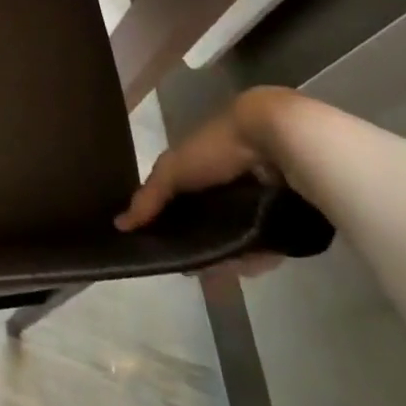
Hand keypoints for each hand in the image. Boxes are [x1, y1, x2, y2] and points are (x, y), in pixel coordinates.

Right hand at [115, 88, 294, 279]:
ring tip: (226, 265)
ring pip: (238, 238)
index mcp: (201, 169)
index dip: (170, 224)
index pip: (181, 203)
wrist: (275, 140)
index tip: (163, 247)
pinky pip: (268, 245)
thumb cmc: (217, 149)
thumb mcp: (173, 170)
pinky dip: (260, 255)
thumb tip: (120, 225)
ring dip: (230, 255)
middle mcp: (227, 184)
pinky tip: (252, 260)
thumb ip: (149, 197)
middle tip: (198, 264)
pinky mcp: (285, 218)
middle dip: (203, 246)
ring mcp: (258, 202)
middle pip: (210, 225)